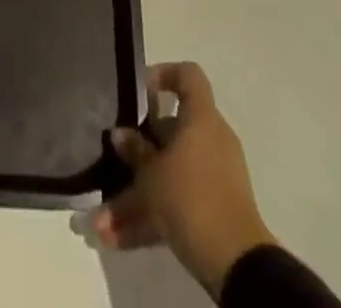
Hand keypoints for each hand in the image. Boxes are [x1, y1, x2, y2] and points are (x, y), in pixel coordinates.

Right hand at [92, 62, 278, 295]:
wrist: (237, 266)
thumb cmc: (192, 199)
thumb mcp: (153, 175)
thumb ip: (135, 152)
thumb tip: (120, 134)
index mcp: (201, 118)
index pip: (188, 76)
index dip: (164, 75)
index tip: (140, 94)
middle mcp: (211, 140)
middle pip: (172, 130)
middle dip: (139, 151)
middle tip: (113, 161)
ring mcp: (215, 177)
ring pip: (170, 173)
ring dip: (137, 195)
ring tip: (102, 220)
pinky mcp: (214, 211)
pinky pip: (177, 203)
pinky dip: (151, 217)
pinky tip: (117, 239)